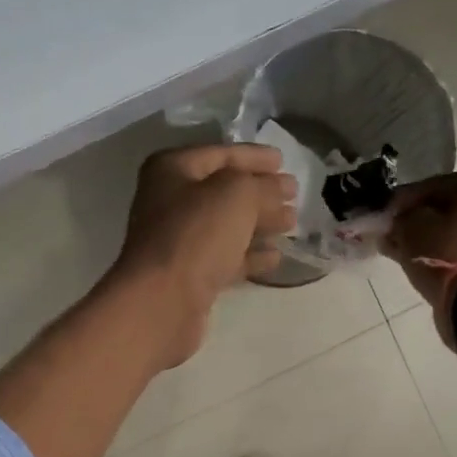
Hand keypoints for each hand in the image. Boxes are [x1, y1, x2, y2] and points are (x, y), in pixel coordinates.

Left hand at [109, 143, 297, 366]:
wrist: (162, 302)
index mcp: (172, 170)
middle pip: (223, 191)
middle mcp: (170, 202)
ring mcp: (178, 242)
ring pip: (226, 226)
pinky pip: (224, 258)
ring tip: (292, 224)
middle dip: (260, 192)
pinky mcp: (188, 276)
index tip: (283, 161)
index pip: (220, 153)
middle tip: (294, 195)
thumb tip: (281, 187)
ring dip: (259, 224)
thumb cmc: (195, 235)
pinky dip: (249, 255)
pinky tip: (275, 257)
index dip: (254, 156)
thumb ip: (263, 186)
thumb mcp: (237, 195)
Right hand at [382, 166, 456, 311]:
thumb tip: (397, 221)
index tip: (384, 214)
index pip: (436, 185)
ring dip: (432, 238)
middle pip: (451, 208)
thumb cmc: (448, 254)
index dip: (404, 201)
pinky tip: (422, 262)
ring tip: (402, 251)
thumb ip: (401, 218)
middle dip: (420, 220)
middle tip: (393, 234)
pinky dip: (448, 253)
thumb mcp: (412, 227)